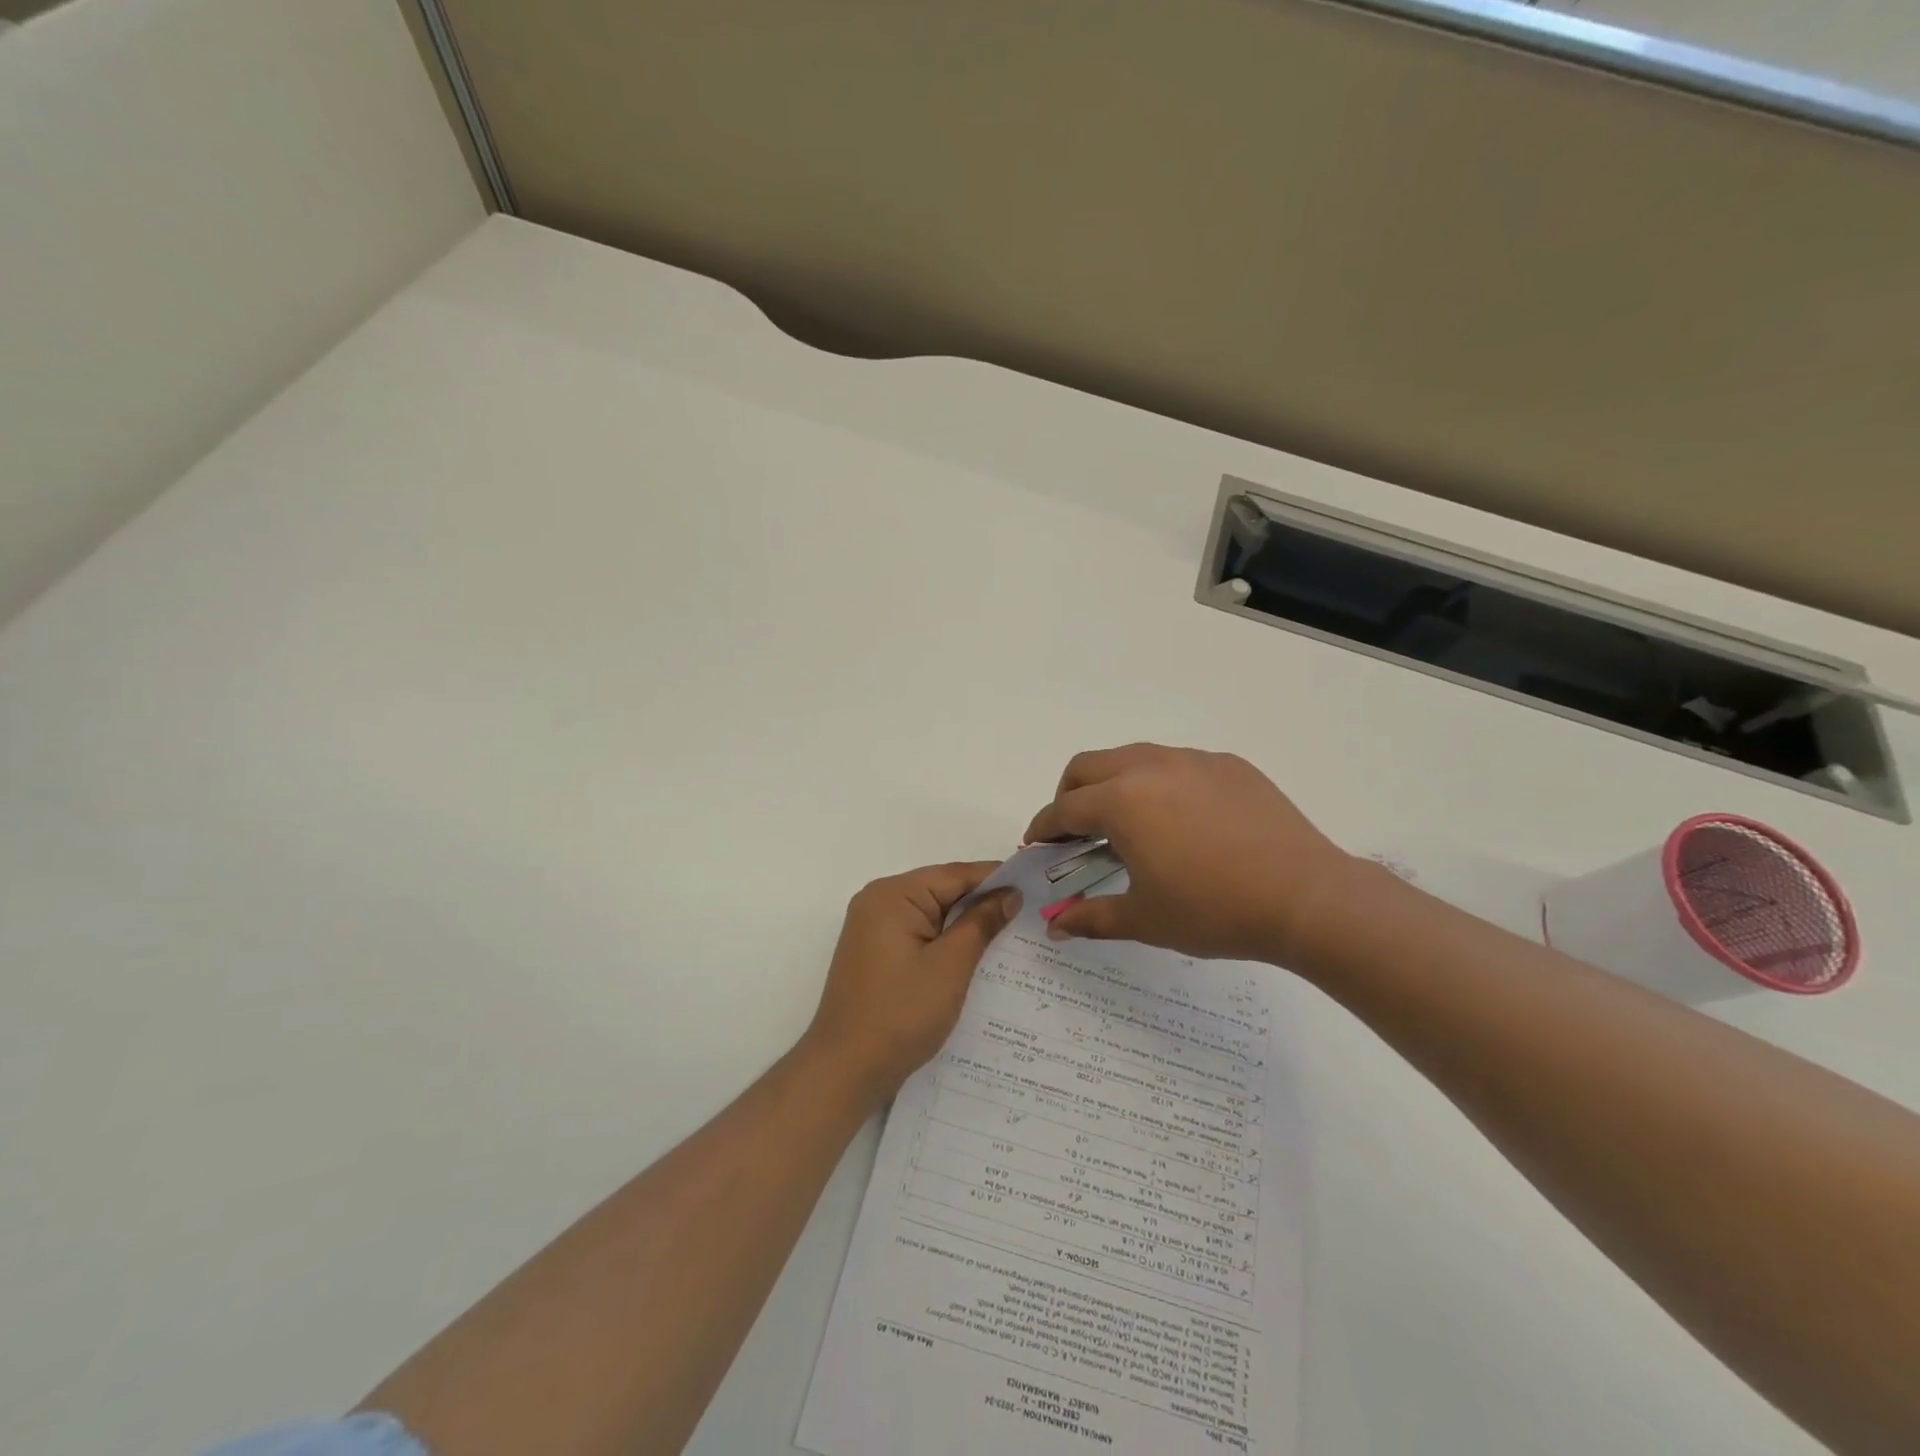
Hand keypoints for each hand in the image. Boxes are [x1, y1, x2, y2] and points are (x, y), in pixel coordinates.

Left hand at [805, 862, 1021, 1103]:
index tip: (1035, 886)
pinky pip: (919, 933)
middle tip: (1029, 912)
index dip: (996, 879)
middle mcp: (879, 901)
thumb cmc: (900, 1014)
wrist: (845, 1069)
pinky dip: (946, 941)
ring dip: (966, 924)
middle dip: (983, 902)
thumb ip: (981, 923)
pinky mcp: (876, 952)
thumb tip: (1009, 893)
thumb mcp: (950, 966)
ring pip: (933, 914)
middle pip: (942, 890)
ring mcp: (874, 928)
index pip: (954, 875)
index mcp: (893, 895)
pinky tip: (976, 955)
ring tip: (1011, 934)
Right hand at [1023, 743, 1351, 963]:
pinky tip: (1181, 821)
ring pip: (1132, 758)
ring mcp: (1193, 760)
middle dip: (1069, 796)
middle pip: (1087, 767)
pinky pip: (1177, 764)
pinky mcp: (1228, 765)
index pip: (1064, 808)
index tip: (1037, 846)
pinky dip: (1158, 784)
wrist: (1306, 898)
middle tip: (1075, 832)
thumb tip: (1054, 926)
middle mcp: (1150, 767)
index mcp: (1122, 801)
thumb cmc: (1214, 911)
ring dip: (1113, 784)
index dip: (1044, 829)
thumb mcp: (1145, 920)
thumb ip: (1091, 918)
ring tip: (1128, 825)